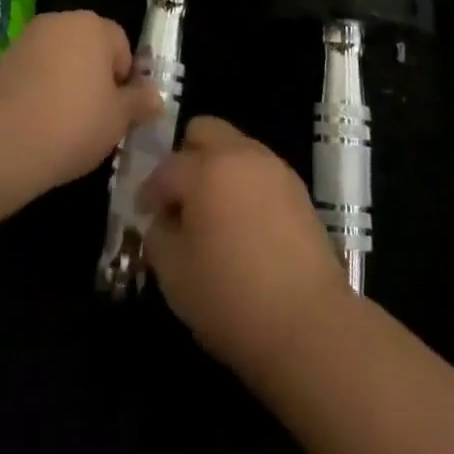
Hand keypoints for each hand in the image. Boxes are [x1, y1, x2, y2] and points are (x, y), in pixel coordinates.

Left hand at [0, 11, 160, 191]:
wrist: (1, 141)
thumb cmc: (73, 122)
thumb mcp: (118, 119)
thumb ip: (140, 103)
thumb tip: (156, 97)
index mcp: (94, 25)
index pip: (121, 45)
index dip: (124, 79)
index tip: (118, 111)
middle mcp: (61, 20)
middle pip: (89, 47)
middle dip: (94, 77)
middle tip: (95, 118)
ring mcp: (28, 38)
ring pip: (60, 59)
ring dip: (66, 83)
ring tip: (64, 125)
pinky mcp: (3, 60)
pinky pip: (34, 72)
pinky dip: (40, 90)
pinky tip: (38, 123)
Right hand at [139, 117, 353, 373]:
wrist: (309, 323)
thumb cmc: (231, 299)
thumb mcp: (174, 275)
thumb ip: (159, 235)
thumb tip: (164, 220)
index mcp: (205, 169)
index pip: (166, 167)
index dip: (149, 191)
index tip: (144, 214)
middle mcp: (240, 154)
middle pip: (204, 130)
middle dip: (186, 156)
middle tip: (181, 198)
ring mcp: (273, 167)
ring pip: (235, 147)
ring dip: (218, 168)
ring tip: (214, 213)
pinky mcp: (297, 188)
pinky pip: (259, 170)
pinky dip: (245, 184)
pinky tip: (245, 225)